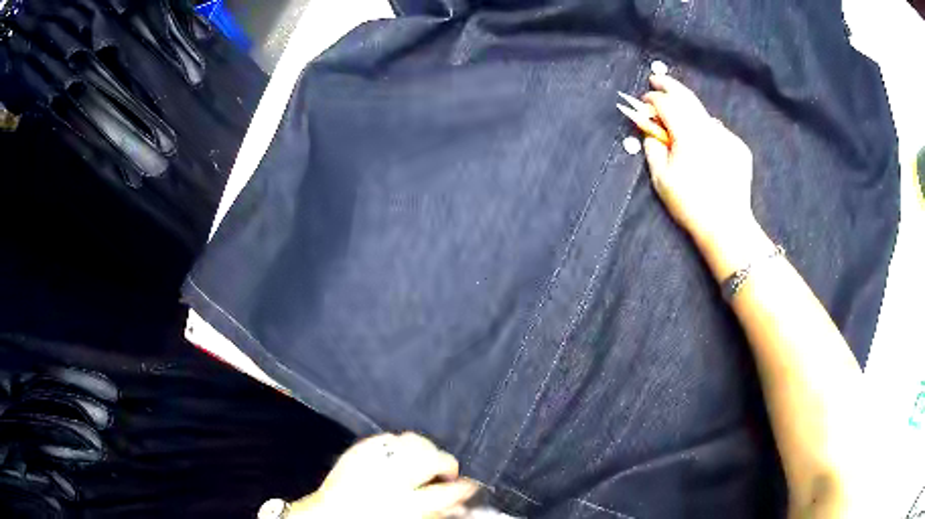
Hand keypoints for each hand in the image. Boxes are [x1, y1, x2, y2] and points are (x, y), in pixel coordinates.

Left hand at [289, 432, 478, 518]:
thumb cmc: (373, 518)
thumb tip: (462, 501)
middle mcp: (390, 478)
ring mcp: (373, 460)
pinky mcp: (358, 449)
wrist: (329, 515)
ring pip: (412, 441)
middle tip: (445, 472)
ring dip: (423, 450)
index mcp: (406, 503)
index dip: (464, 486)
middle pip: (432, 458)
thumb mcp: (411, 518)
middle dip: (445, 462)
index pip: (448, 491)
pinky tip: (397, 455)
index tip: (470, 485)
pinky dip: (397, 444)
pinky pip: (386, 437)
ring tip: (422, 461)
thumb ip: (437, 509)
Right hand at [641, 75, 756, 249]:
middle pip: (687, 97)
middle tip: (657, 79)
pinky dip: (707, 132)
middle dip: (669, 86)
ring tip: (681, 123)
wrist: (727, 226)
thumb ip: (653, 149)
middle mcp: (709, 128)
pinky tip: (705, 149)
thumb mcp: (661, 179)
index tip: (643, 102)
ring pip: (704, 115)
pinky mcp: (739, 148)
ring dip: (689, 112)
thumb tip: (652, 133)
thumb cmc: (690, 204)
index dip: (652, 99)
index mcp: (688, 134)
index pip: (666, 104)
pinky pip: (718, 132)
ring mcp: (727, 137)